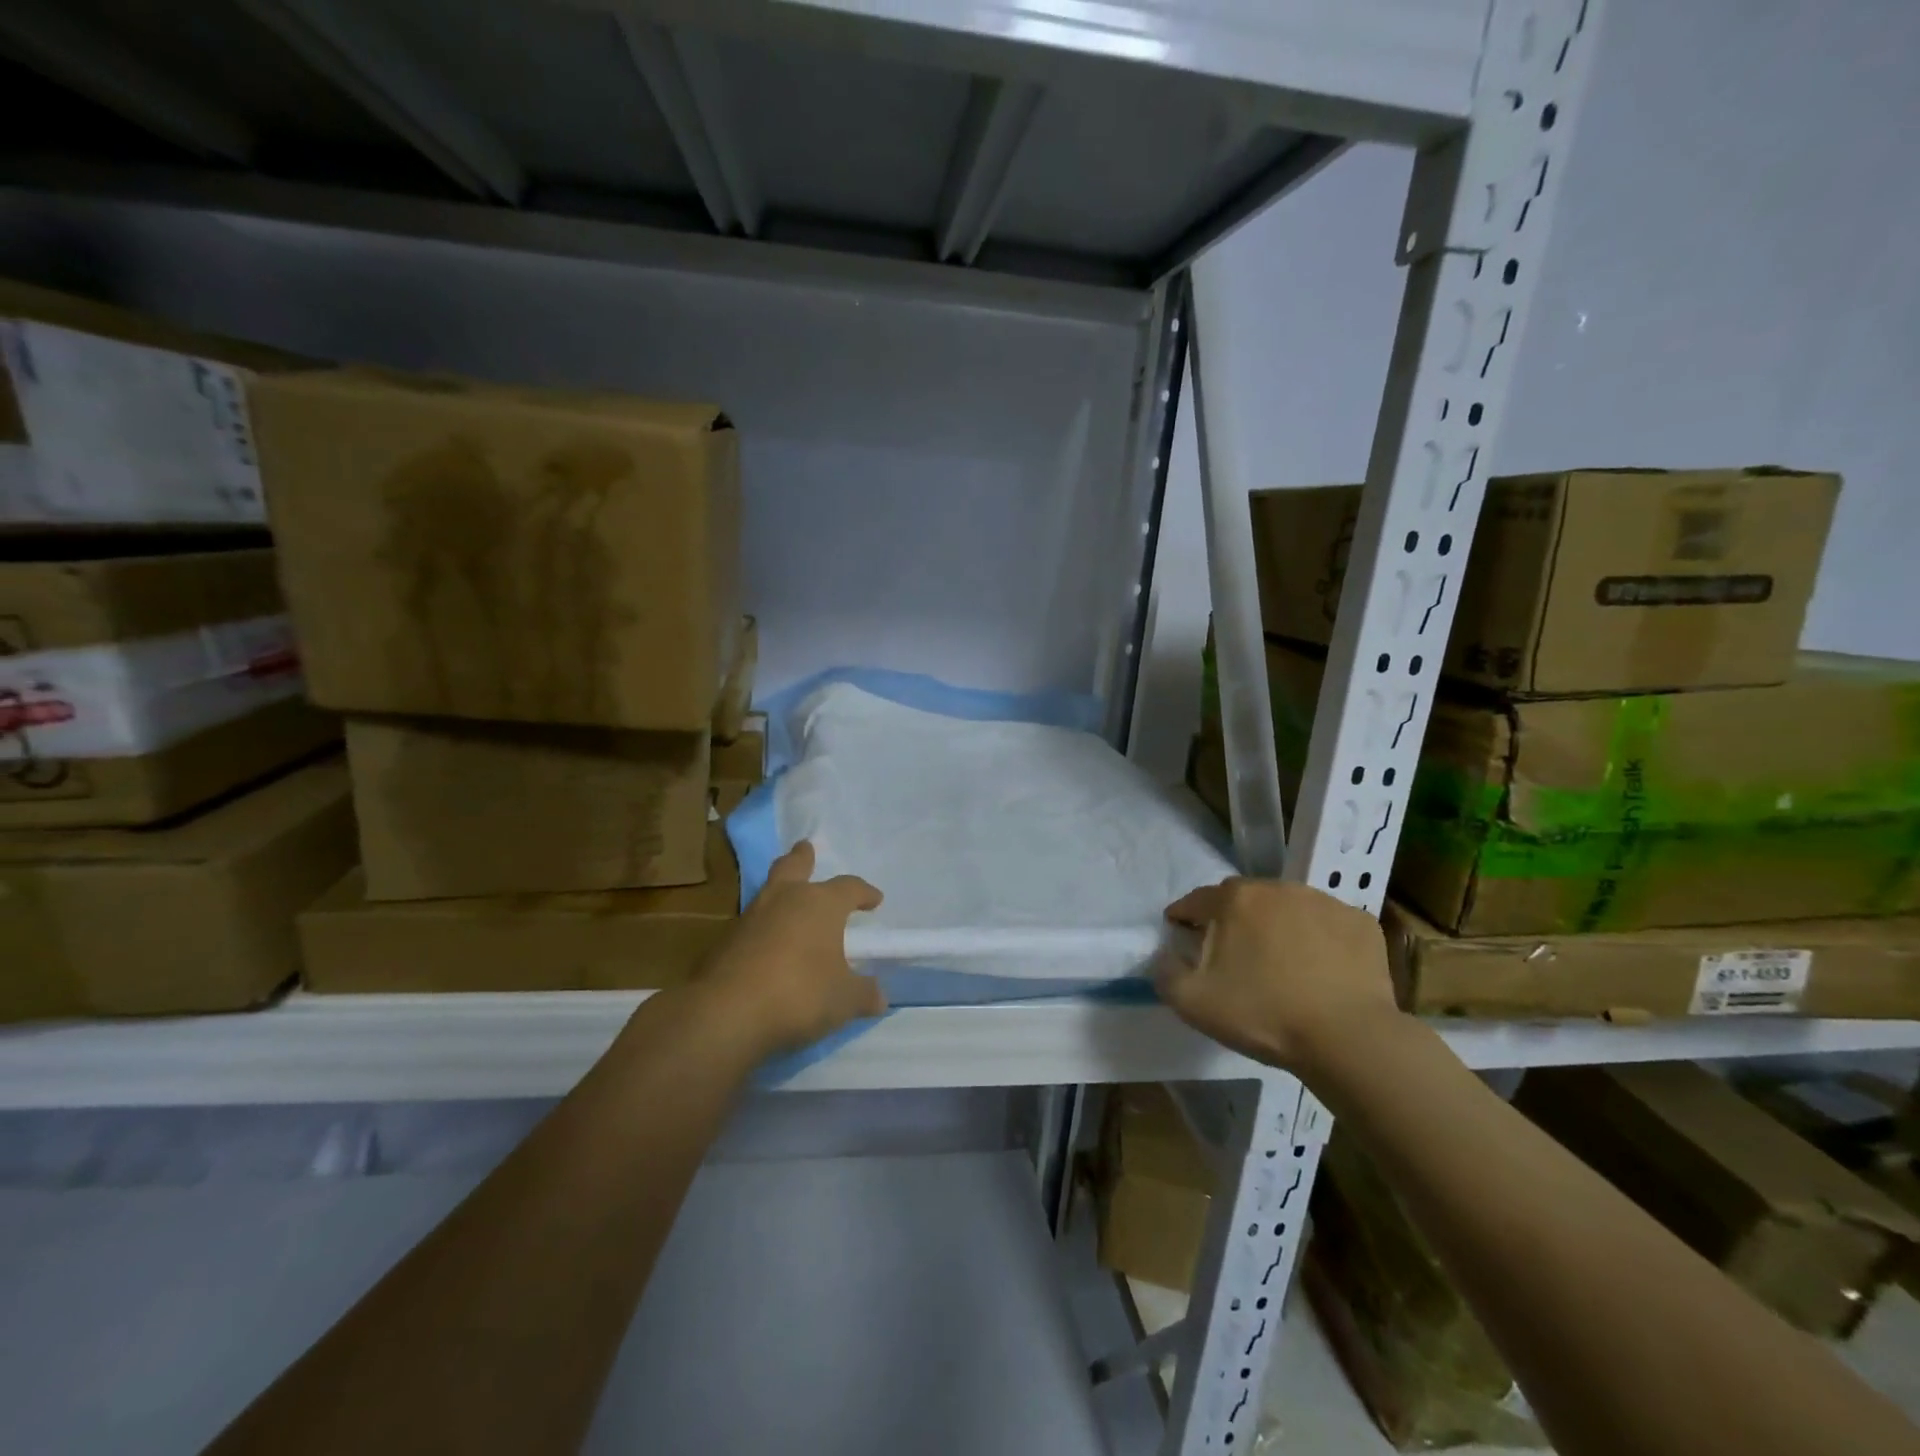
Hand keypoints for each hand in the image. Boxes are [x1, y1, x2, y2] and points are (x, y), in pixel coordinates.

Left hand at [695, 841, 885, 1057]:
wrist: (727, 1012)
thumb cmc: (800, 994)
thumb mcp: (844, 1000)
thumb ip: (863, 994)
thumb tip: (879, 997)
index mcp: (821, 904)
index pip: (849, 887)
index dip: (864, 893)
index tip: (875, 900)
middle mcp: (785, 899)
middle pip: (793, 866)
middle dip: (802, 858)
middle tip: (805, 849)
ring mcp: (751, 917)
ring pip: (768, 892)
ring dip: (780, 892)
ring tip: (788, 902)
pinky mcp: (725, 941)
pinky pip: (751, 924)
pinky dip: (763, 928)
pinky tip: (767, 946)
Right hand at [1154, 877, 1400, 1074]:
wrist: (1349, 1038)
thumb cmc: (1264, 1015)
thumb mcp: (1194, 1003)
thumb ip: (1165, 973)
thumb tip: (1164, 956)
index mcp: (1234, 899)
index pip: (1196, 900)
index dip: (1184, 917)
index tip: (1181, 934)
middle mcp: (1277, 888)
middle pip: (1243, 898)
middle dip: (1231, 919)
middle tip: (1232, 953)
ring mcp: (1324, 902)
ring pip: (1287, 907)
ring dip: (1276, 925)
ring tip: (1279, 961)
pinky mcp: (1361, 922)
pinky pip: (1327, 924)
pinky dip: (1318, 938)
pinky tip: (1320, 968)